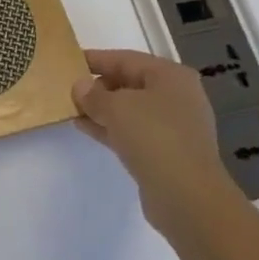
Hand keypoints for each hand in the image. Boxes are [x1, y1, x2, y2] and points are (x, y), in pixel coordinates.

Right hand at [73, 49, 236, 235]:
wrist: (188, 199)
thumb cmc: (154, 137)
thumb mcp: (116, 108)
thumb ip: (93, 94)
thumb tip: (80, 86)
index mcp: (171, 76)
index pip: (126, 59)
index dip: (96, 59)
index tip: (70, 60)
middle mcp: (177, 97)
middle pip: (130, 84)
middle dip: (99, 86)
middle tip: (69, 88)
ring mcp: (174, 128)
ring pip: (131, 111)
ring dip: (103, 110)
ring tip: (72, 108)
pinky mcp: (167, 155)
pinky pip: (134, 133)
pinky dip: (111, 129)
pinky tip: (85, 128)